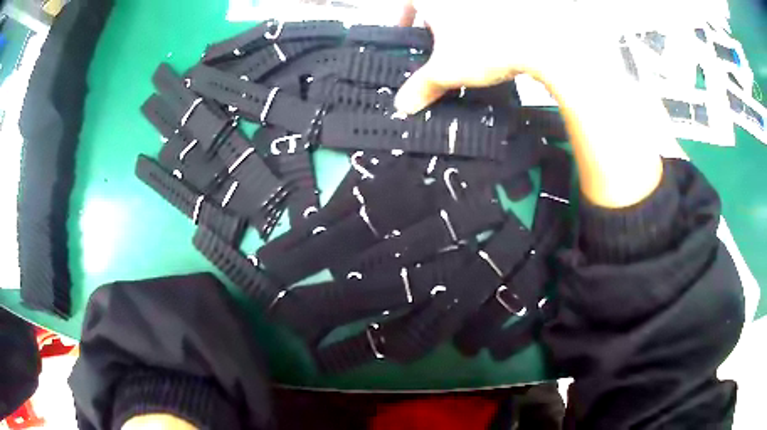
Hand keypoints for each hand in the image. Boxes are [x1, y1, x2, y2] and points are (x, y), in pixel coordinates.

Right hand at [395, 0, 665, 208]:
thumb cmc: (488, 47)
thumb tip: (402, 105)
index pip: (408, 1)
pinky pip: (492, 15)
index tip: (407, 32)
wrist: (543, 42)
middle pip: (440, 5)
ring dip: (462, 24)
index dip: (403, 16)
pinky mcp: (513, 9)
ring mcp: (487, 2)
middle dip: (435, 22)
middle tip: (438, 43)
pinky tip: (497, 43)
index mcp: (437, 0)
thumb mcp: (448, 70)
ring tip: (469, 46)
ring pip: (466, 9)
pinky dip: (488, 26)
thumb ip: (422, 86)